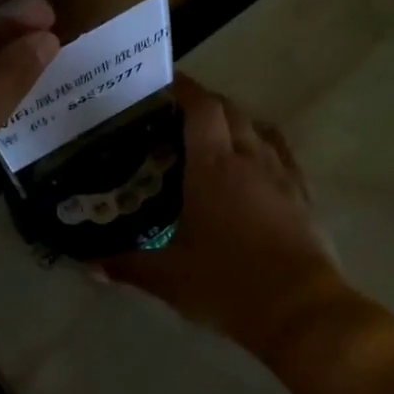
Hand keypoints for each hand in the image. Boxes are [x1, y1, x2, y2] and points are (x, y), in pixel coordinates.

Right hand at [104, 77, 347, 352]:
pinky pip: (281, 152)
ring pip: (258, 127)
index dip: (183, 88)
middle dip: (204, 103)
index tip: (163, 82)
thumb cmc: (229, 285)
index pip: (201, 107)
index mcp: (213, 167)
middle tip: (177, 115)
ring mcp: (282, 174)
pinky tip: (253, 163)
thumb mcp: (170, 279)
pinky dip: (262, 144)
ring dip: (235, 121)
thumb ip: (127, 266)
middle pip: (230, 110)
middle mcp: (249, 158)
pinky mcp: (303, 194)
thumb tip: (89, 264)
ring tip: (213, 135)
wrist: (301, 310)